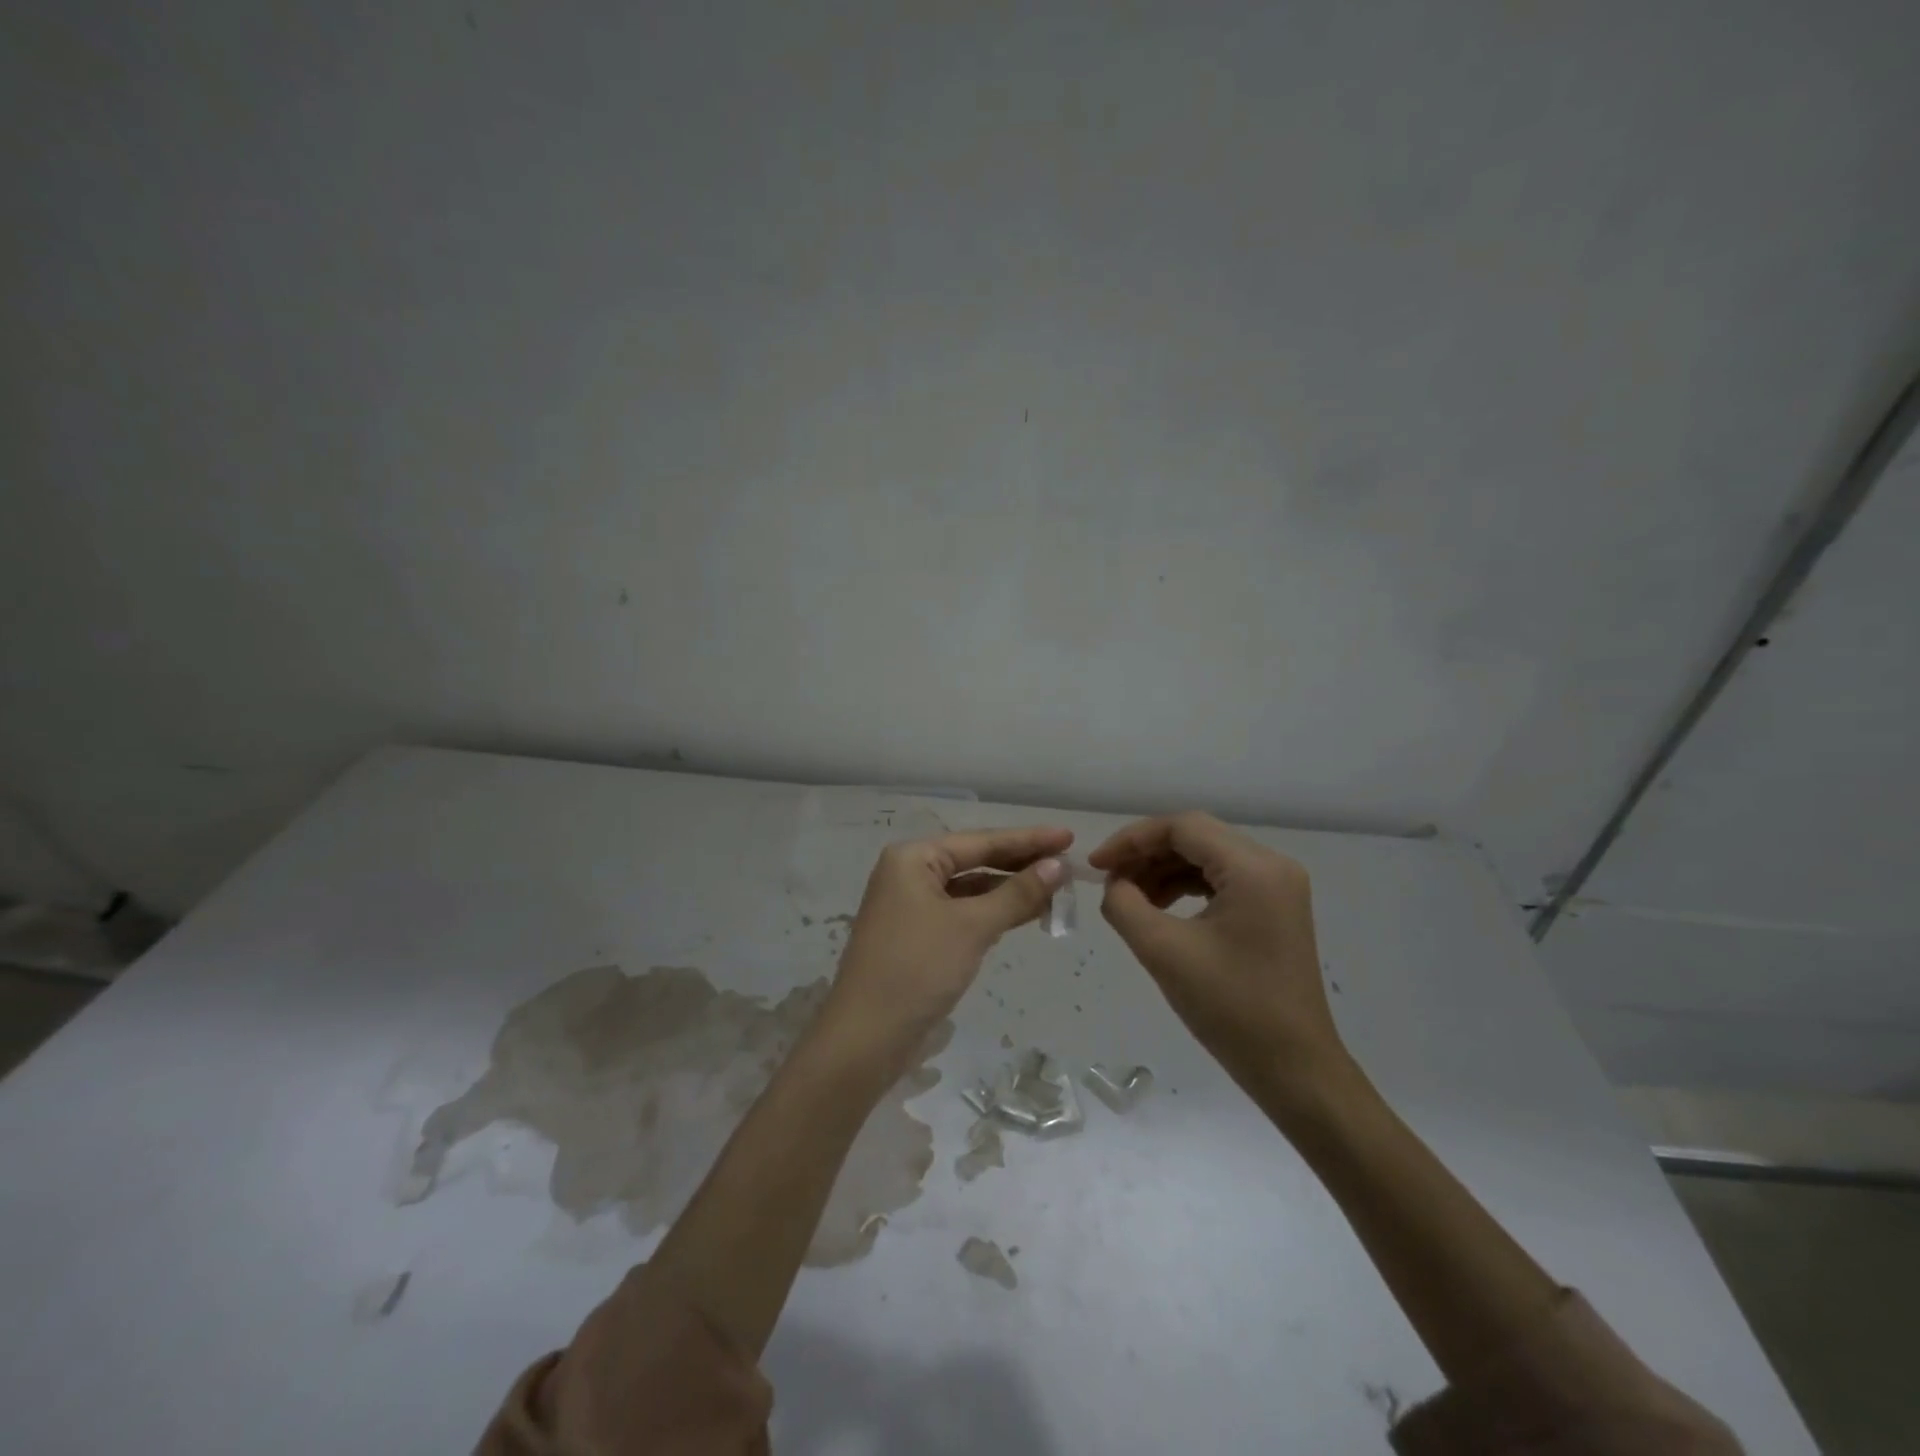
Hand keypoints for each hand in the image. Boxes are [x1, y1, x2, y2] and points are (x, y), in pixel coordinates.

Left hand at [819, 826, 1072, 1074]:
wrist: (865, 1037)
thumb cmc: (917, 968)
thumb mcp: (972, 927)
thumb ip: (1017, 893)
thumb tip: (1058, 866)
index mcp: (914, 858)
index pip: (981, 841)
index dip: (1028, 839)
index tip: (1069, 836)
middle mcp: (909, 873)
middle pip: (975, 861)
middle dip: (1021, 864)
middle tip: (1069, 864)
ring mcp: (911, 905)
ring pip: (971, 889)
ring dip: (1010, 890)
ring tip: (1056, 890)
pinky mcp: (917, 935)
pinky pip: (962, 912)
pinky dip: (993, 913)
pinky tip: (1024, 914)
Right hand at [1089, 812, 1345, 1095]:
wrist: (1293, 1069)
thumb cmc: (1230, 1008)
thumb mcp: (1163, 951)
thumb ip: (1124, 905)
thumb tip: (1112, 885)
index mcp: (1253, 868)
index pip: (1182, 827)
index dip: (1132, 839)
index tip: (1096, 866)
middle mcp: (1272, 866)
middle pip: (1196, 837)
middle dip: (1146, 853)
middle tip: (1108, 880)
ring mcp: (1278, 887)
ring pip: (1207, 857)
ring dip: (1163, 870)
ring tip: (1128, 897)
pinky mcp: (1274, 909)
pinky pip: (1221, 880)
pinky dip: (1185, 887)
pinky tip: (1159, 908)